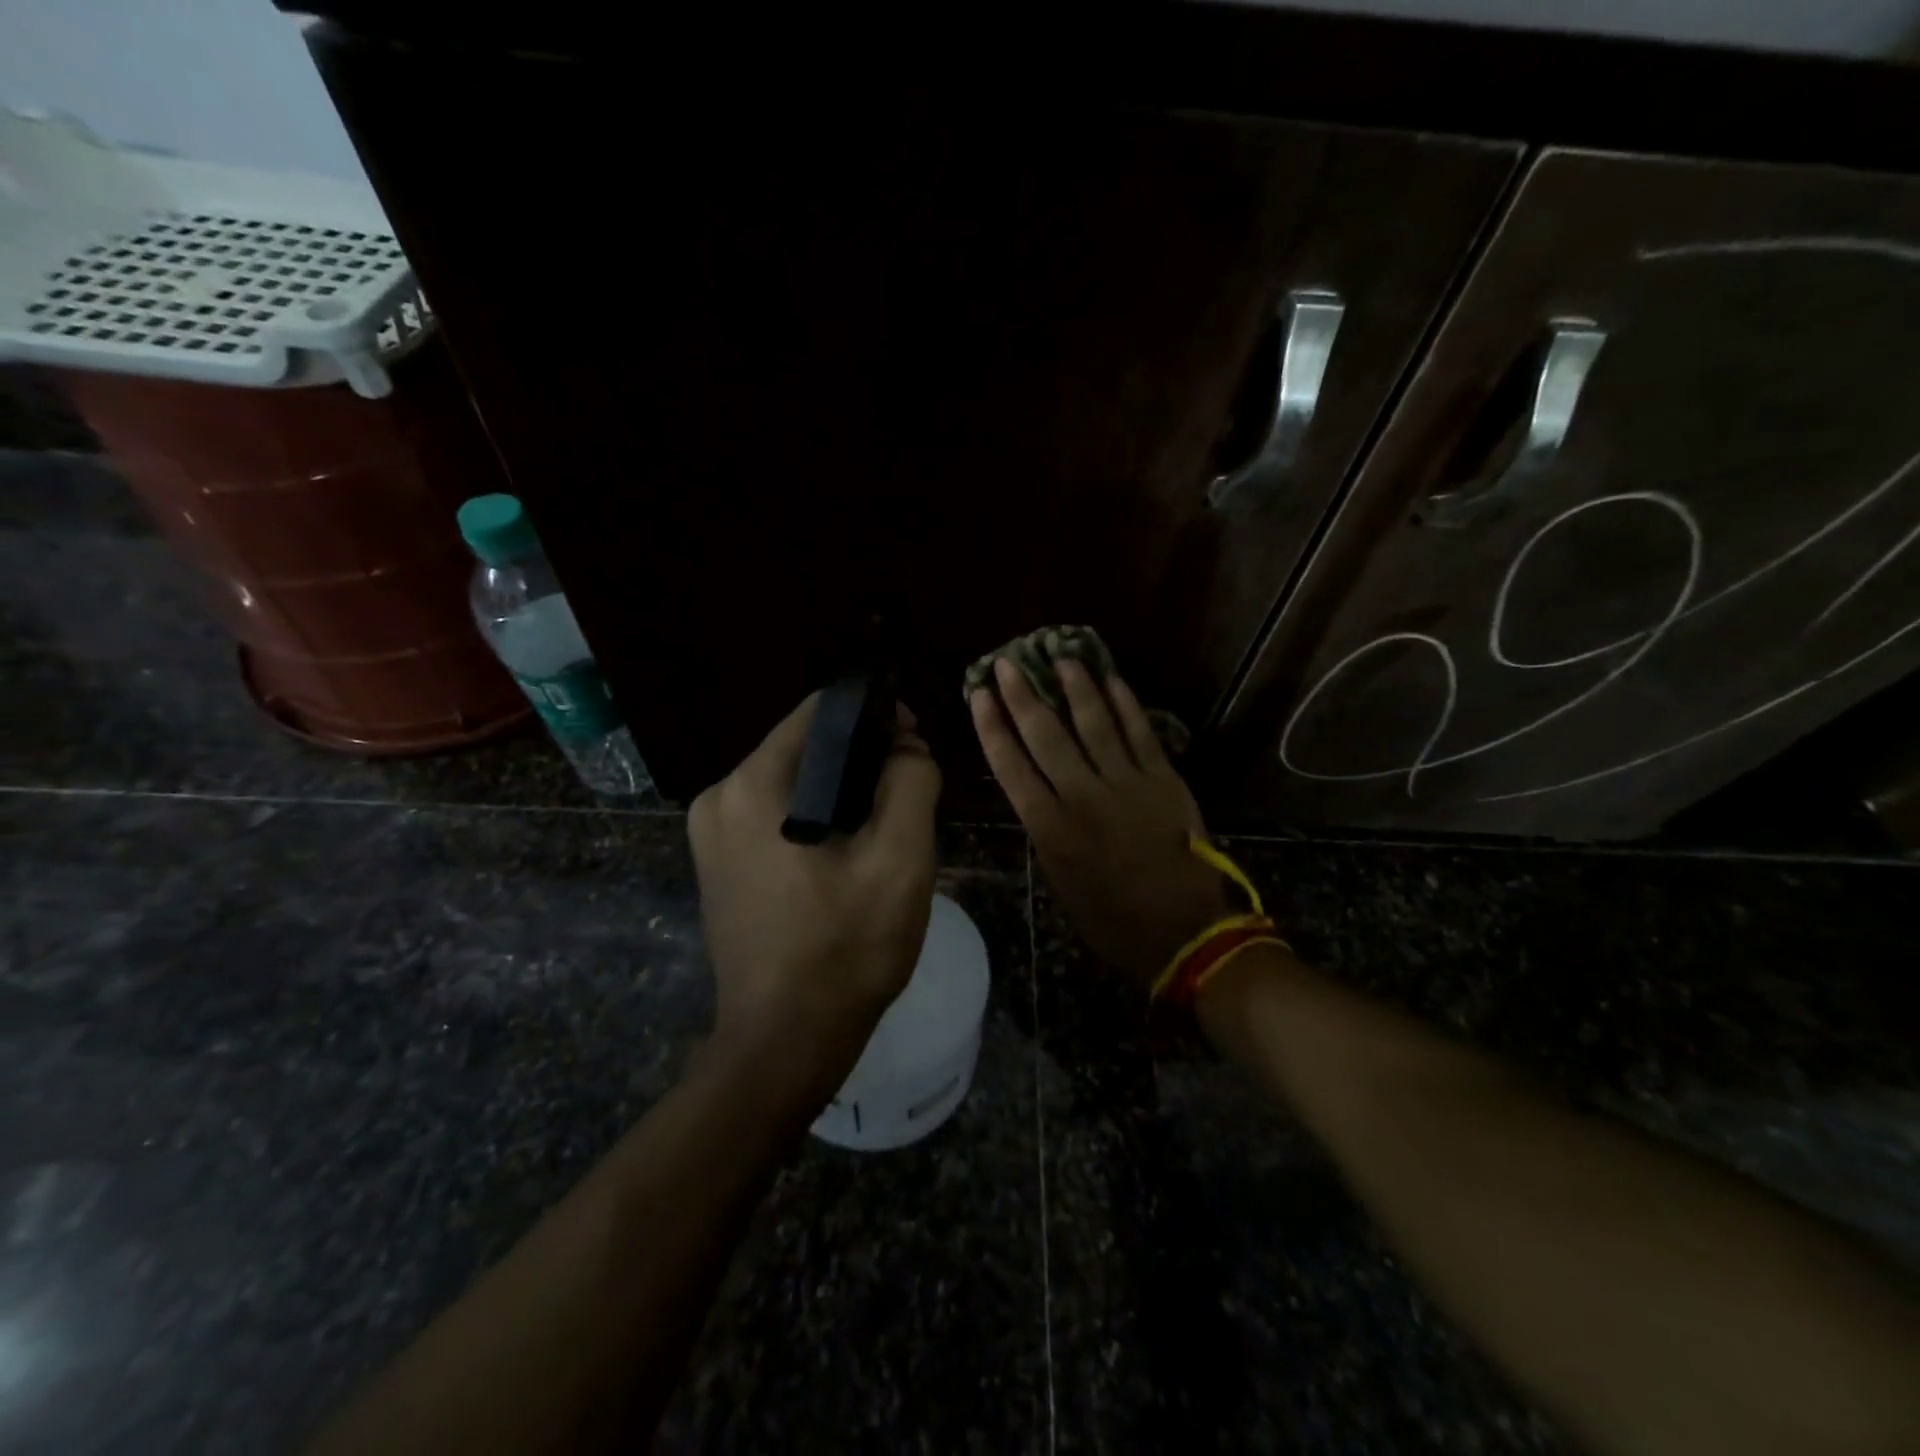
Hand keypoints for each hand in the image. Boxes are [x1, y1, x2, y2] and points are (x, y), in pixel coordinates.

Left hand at [689, 693, 942, 1089]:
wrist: (784, 1043)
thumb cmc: (846, 948)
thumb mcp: (900, 859)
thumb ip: (911, 782)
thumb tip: (906, 745)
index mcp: (754, 785)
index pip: (820, 712)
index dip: (874, 715)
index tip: (915, 740)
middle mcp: (719, 798)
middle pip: (804, 747)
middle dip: (861, 757)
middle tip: (910, 787)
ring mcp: (710, 835)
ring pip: (792, 783)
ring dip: (841, 790)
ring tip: (887, 822)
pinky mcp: (717, 865)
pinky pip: (775, 817)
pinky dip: (815, 818)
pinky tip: (849, 851)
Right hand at [972, 657, 1225, 986]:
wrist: (1183, 933)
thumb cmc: (1112, 920)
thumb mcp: (1061, 882)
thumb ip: (1047, 832)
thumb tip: (1038, 794)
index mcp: (1051, 828)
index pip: (1011, 765)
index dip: (992, 726)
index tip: (980, 694)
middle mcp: (1083, 796)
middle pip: (1046, 735)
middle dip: (1023, 695)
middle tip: (1009, 662)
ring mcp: (1126, 784)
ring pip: (1093, 723)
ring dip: (1075, 687)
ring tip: (1060, 656)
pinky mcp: (1162, 780)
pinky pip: (1140, 733)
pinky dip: (1124, 703)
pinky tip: (1111, 678)